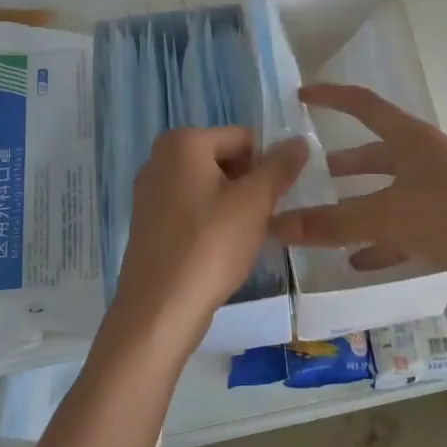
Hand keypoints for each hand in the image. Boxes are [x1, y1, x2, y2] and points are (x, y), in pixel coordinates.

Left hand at [107, 127, 309, 353]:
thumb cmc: (210, 246)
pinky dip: (211, 221)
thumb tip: (299, 141)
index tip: (280, 197)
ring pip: (209, 186)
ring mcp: (149, 191)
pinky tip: (221, 248)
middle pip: (224, 159)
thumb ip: (280, 166)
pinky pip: (191, 208)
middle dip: (250, 184)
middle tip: (264, 218)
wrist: (160, 309)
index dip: (268, 164)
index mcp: (183, 142)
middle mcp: (159, 158)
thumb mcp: (255, 202)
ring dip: (233, 204)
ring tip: (245, 237)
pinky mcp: (148, 221)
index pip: (243, 138)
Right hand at [271, 84, 446, 307]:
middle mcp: (429, 161)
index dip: (332, 97)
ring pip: (392, 194)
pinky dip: (382, 242)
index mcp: (414, 140)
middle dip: (346, 163)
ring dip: (361, 205)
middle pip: (378, 153)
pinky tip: (360, 262)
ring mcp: (444, 195)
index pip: (364, 105)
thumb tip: (274, 225)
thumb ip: (332, 222)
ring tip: (327, 220)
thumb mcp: (390, 215)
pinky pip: (408, 230)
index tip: (301, 96)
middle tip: (311, 173)